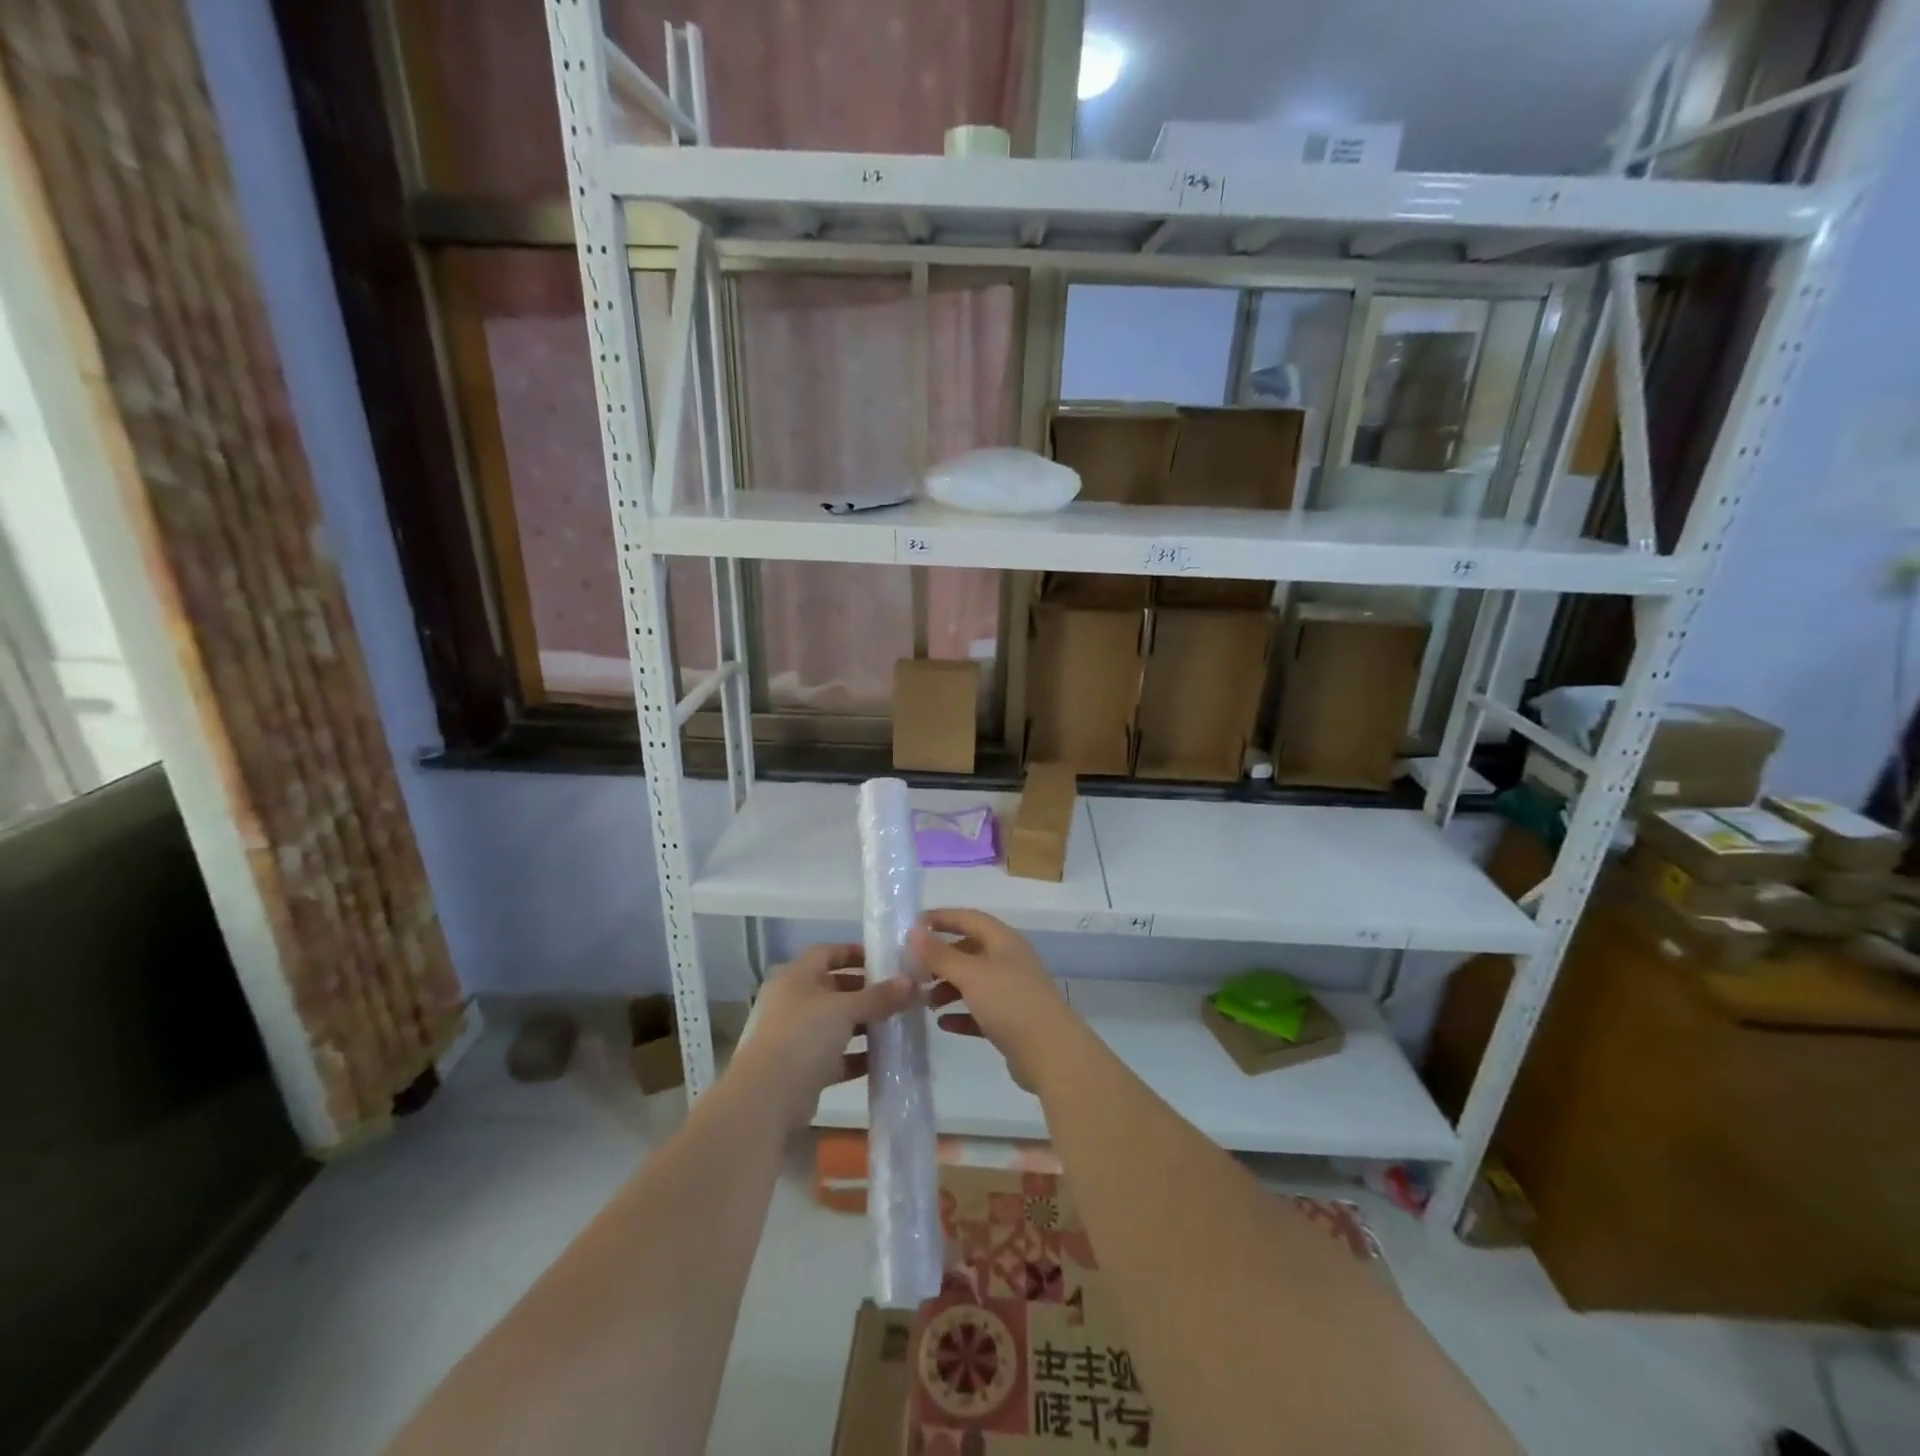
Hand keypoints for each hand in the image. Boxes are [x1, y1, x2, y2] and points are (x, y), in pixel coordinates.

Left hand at [733, 944, 918, 1130]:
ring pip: (838, 1023)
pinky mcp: (804, 1068)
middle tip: (899, 993)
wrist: (768, 1097)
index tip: (885, 959)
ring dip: (866, 1024)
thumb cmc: (803, 1035)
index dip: (854, 953)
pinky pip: (838, 1055)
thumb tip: (912, 982)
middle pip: (834, 988)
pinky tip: (885, 1058)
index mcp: (796, 976)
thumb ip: (879, 996)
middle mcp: (794, 1001)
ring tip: (899, 1024)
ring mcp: (797, 1036)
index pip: (827, 952)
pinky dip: (859, 1055)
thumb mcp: (845, 1009)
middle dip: (866, 991)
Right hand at [910, 910, 1078, 1092]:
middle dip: (940, 959)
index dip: (941, 918)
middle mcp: (1009, 961)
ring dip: (947, 988)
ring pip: (973, 982)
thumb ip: (940, 954)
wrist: (1051, 1054)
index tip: (912, 925)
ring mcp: (1012, 992)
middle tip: (912, 971)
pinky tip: (942, 1024)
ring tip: (924, 1001)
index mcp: (1004, 941)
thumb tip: (913, 932)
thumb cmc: (1010, 1003)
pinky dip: (961, 1014)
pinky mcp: (1011, 1021)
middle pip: (969, 951)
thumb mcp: (971, 974)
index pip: (969, 918)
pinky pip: (979, 1012)